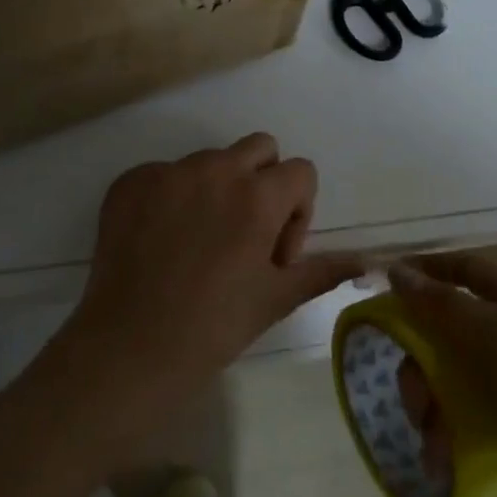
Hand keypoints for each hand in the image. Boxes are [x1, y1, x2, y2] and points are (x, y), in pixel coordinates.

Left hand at [63, 134, 363, 404]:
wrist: (129, 349)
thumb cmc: (213, 328)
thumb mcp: (275, 299)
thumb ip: (322, 270)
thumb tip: (366, 260)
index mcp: (258, 196)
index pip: (301, 171)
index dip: (299, 210)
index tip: (276, 253)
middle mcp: (215, 169)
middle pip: (259, 148)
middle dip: (264, 181)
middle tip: (246, 232)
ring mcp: (168, 171)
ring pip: (210, 160)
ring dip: (217, 189)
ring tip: (199, 242)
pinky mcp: (130, 181)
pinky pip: (165, 173)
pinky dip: (171, 197)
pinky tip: (161, 240)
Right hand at [388, 254, 496, 477]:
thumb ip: (446, 305)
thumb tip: (396, 270)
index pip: (462, 268)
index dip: (425, 270)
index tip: (382, 286)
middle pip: (450, 329)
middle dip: (420, 359)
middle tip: (411, 396)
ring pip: (457, 376)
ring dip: (434, 404)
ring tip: (430, 441)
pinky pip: (475, 415)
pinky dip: (454, 432)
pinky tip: (443, 460)